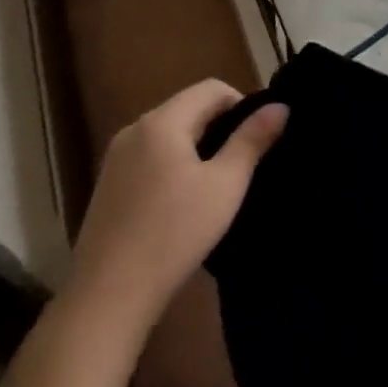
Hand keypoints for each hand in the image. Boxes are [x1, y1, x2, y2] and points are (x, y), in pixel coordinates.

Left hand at [65, 80, 287, 326]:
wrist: (107, 298)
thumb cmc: (174, 234)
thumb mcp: (225, 185)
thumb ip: (252, 140)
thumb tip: (280, 106)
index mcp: (162, 121)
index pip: (211, 88)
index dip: (241, 104)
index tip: (256, 139)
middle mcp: (134, 129)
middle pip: (187, 108)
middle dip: (219, 126)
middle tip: (241, 163)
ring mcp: (115, 158)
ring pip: (168, 133)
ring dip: (195, 146)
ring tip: (216, 183)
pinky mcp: (107, 185)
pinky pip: (149, 156)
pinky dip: (172, 164)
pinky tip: (181, 202)